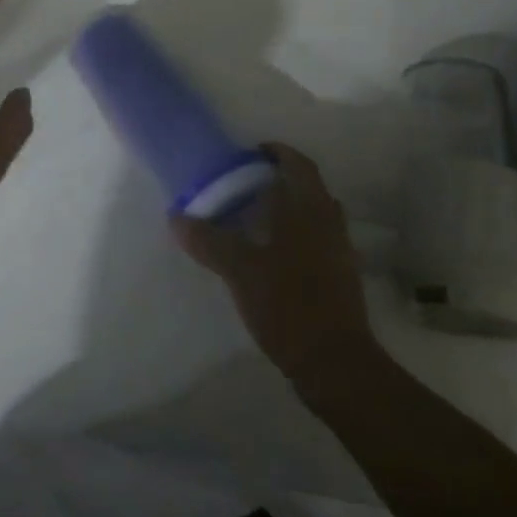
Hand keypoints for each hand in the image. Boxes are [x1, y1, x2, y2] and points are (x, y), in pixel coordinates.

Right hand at [172, 142, 380, 389]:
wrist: (334, 363)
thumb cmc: (289, 303)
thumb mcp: (239, 269)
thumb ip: (208, 240)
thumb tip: (176, 218)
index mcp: (310, 210)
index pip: (299, 165)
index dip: (277, 153)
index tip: (251, 153)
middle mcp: (330, 224)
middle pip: (307, 189)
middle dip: (278, 182)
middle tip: (243, 186)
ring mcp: (339, 252)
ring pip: (313, 216)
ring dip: (286, 210)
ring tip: (251, 219)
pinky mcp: (339, 278)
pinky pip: (315, 241)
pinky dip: (293, 236)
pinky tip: (267, 254)